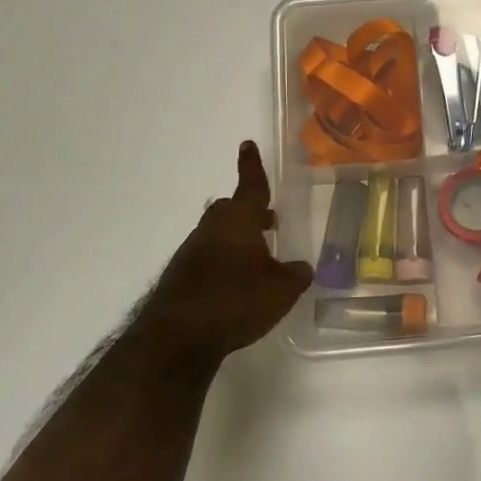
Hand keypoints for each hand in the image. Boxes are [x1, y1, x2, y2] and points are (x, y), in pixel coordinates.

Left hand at [141, 141, 314, 359]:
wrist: (178, 337)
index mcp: (238, 221)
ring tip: (257, 257)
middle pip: (230, 209)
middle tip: (267, 220)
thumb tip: (302, 267)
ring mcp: (191, 253)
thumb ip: (295, 275)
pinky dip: (223, 263)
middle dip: (249, 211)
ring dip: (236, 239)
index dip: (252, 166)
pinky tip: (235, 285)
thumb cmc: (236, 300)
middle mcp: (212, 229)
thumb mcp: (281, 290)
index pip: (250, 185)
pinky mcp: (180, 277)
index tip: (247, 144)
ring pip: (217, 235)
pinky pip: (206, 259)